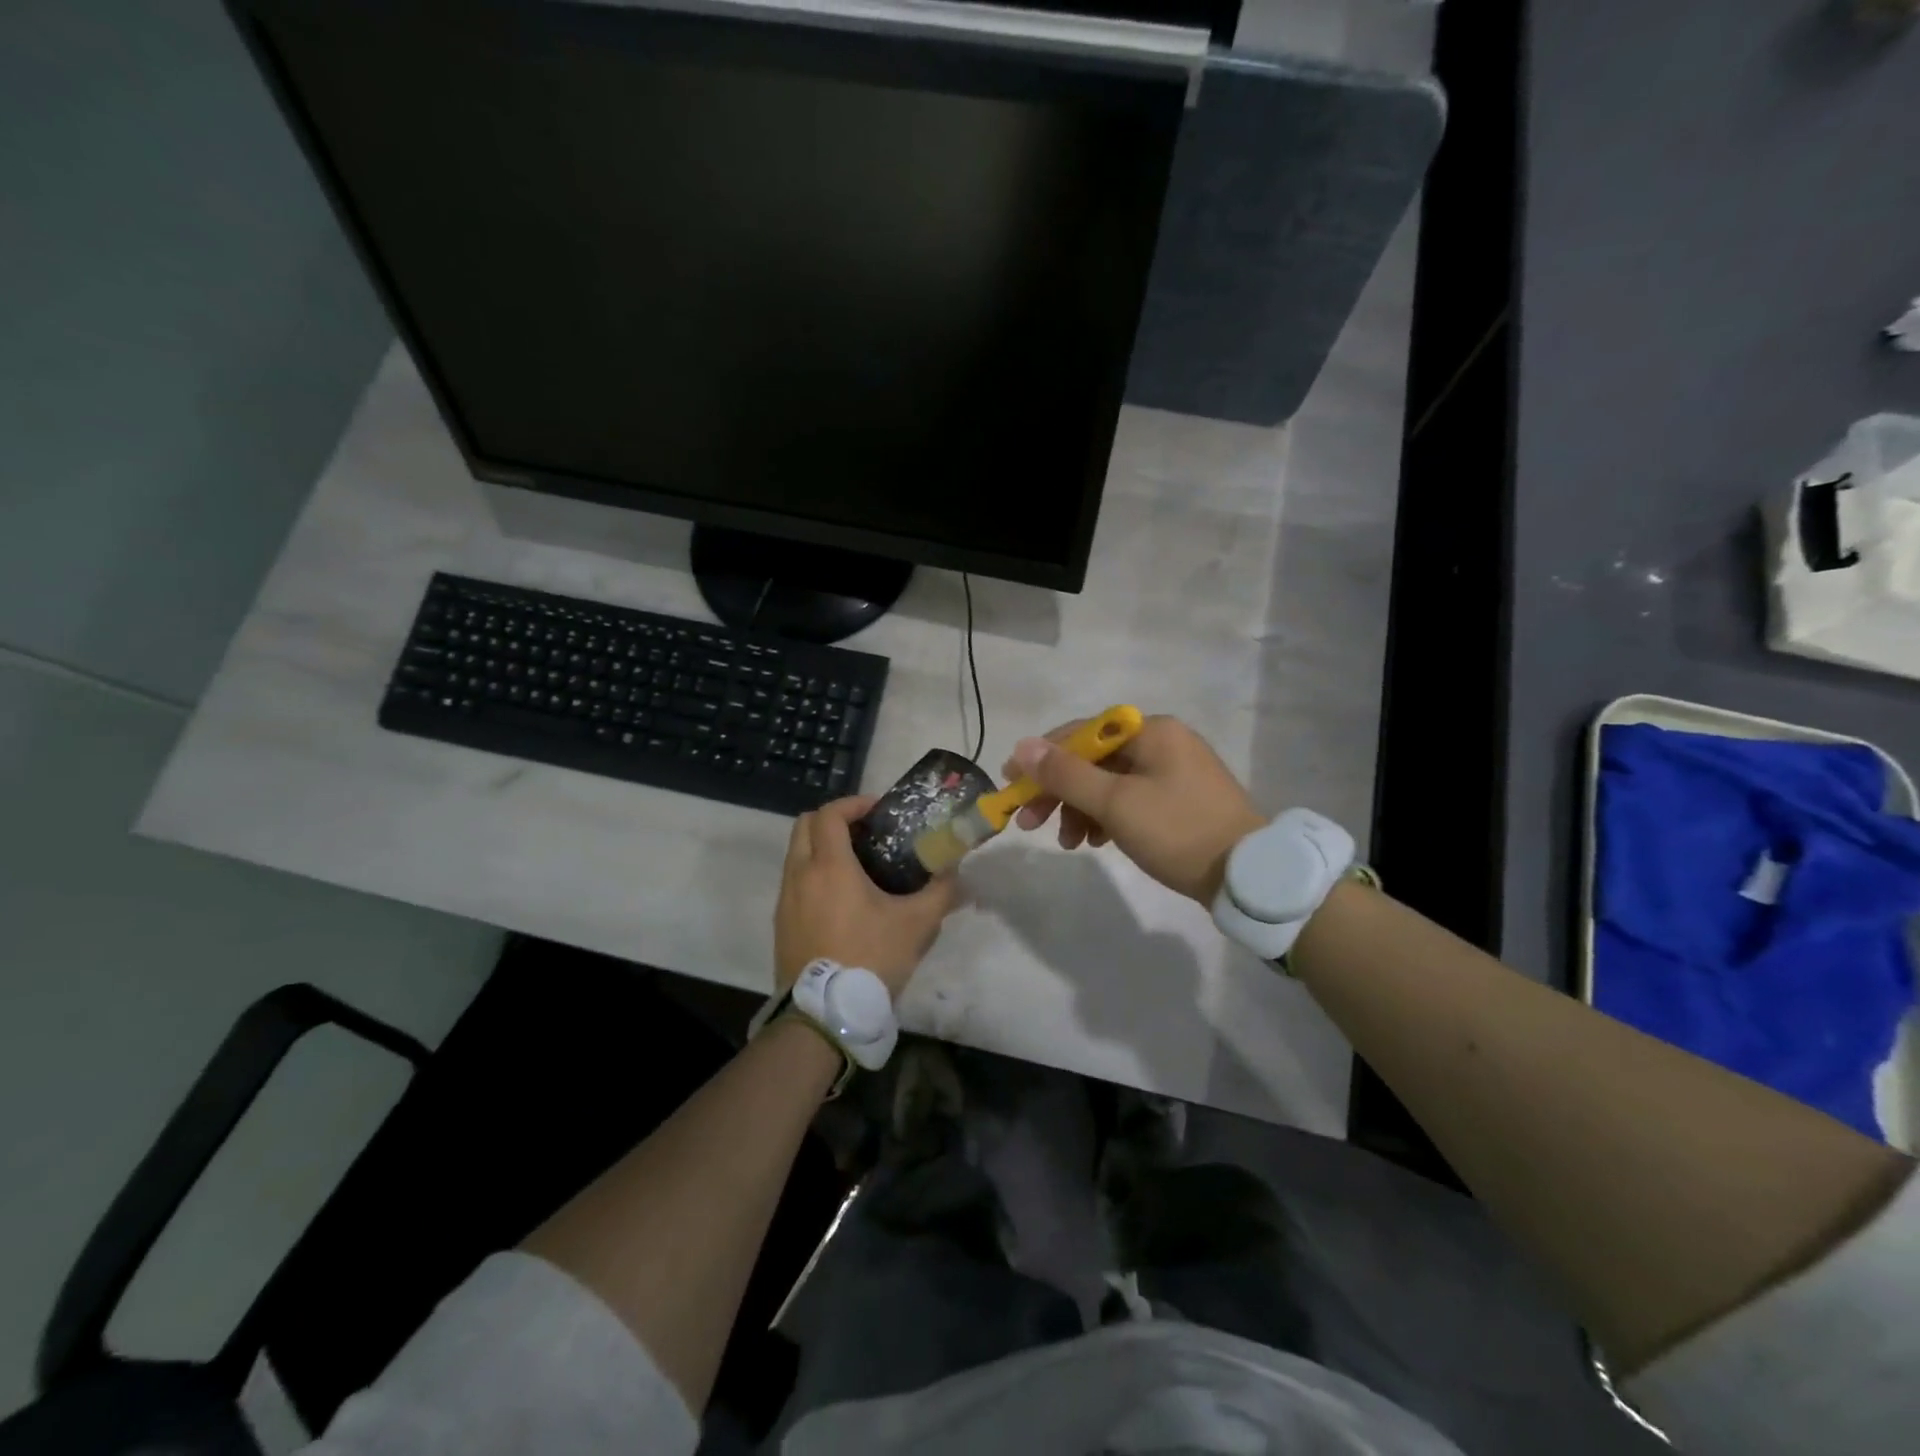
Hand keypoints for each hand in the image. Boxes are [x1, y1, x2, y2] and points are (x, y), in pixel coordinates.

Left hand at [775, 797, 958, 996]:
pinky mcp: (781, 923)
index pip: (830, 814)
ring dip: (821, 847)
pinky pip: (794, 882)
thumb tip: (957, 872)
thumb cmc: (870, 958)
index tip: (878, 810)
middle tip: (865, 831)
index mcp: (829, 866)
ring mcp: (786, 900)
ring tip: (857, 865)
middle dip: (834, 819)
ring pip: (796, 854)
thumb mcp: (916, 925)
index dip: (854, 804)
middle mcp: (800, 874)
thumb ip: (941, 893)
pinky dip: (813, 874)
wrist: (824, 1014)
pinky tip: (841, 899)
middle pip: (805, 825)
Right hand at [1004, 715, 1264, 905]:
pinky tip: (1096, 842)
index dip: (1042, 757)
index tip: (1012, 784)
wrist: (1248, 877)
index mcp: (1152, 731)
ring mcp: (1175, 772)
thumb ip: (1066, 774)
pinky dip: (1107, 817)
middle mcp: (1164, 742)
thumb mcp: (1115, 803)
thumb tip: (1022, 746)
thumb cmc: (1177, 831)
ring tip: (1068, 843)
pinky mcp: (1181, 800)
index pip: (1082, 732)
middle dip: (1059, 791)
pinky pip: (1131, 799)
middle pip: (1094, 759)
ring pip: (1111, 782)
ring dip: (1081, 809)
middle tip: (1030, 822)